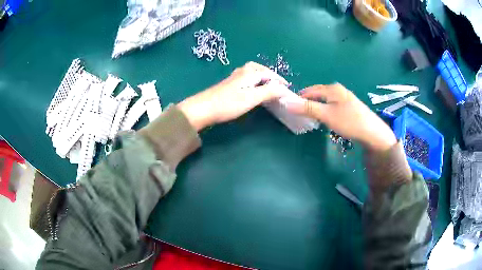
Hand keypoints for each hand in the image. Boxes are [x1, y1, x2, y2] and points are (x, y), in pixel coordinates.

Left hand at [178, 62, 291, 130]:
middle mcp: (242, 72)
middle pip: (259, 68)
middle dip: (270, 74)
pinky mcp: (228, 84)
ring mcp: (234, 77)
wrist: (203, 108)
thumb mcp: (252, 98)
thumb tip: (284, 88)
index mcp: (250, 73)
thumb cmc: (228, 103)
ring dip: (261, 75)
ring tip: (266, 84)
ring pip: (251, 71)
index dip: (279, 80)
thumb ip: (269, 92)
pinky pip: (245, 77)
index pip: (269, 74)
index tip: (287, 89)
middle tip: (277, 83)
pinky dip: (253, 79)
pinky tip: (251, 87)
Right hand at [282, 83, 396, 150]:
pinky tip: (326, 119)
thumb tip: (286, 101)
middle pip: (317, 95)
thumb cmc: (349, 121)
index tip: (290, 110)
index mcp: (332, 89)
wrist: (372, 133)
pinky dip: (325, 111)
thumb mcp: (326, 115)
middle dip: (307, 103)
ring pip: (325, 101)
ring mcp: (344, 98)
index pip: (309, 91)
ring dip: (316, 108)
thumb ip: (307, 108)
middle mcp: (338, 90)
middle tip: (300, 116)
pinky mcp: (349, 107)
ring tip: (311, 119)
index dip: (299, 99)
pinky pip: (331, 106)